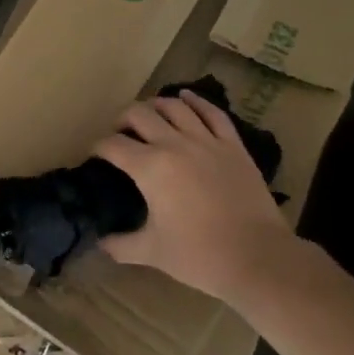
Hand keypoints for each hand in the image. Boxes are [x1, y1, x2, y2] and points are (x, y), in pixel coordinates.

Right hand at [95, 92, 330, 305]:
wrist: (258, 257)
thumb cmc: (200, 256)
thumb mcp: (152, 252)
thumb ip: (120, 245)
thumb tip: (100, 243)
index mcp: (149, 168)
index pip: (113, 145)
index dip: (98, 147)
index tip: (95, 156)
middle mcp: (174, 144)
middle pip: (139, 114)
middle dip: (122, 120)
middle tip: (119, 134)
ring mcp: (207, 141)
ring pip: (174, 106)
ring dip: (155, 105)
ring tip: (148, 114)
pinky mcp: (233, 145)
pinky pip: (212, 113)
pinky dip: (196, 101)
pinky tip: (186, 97)